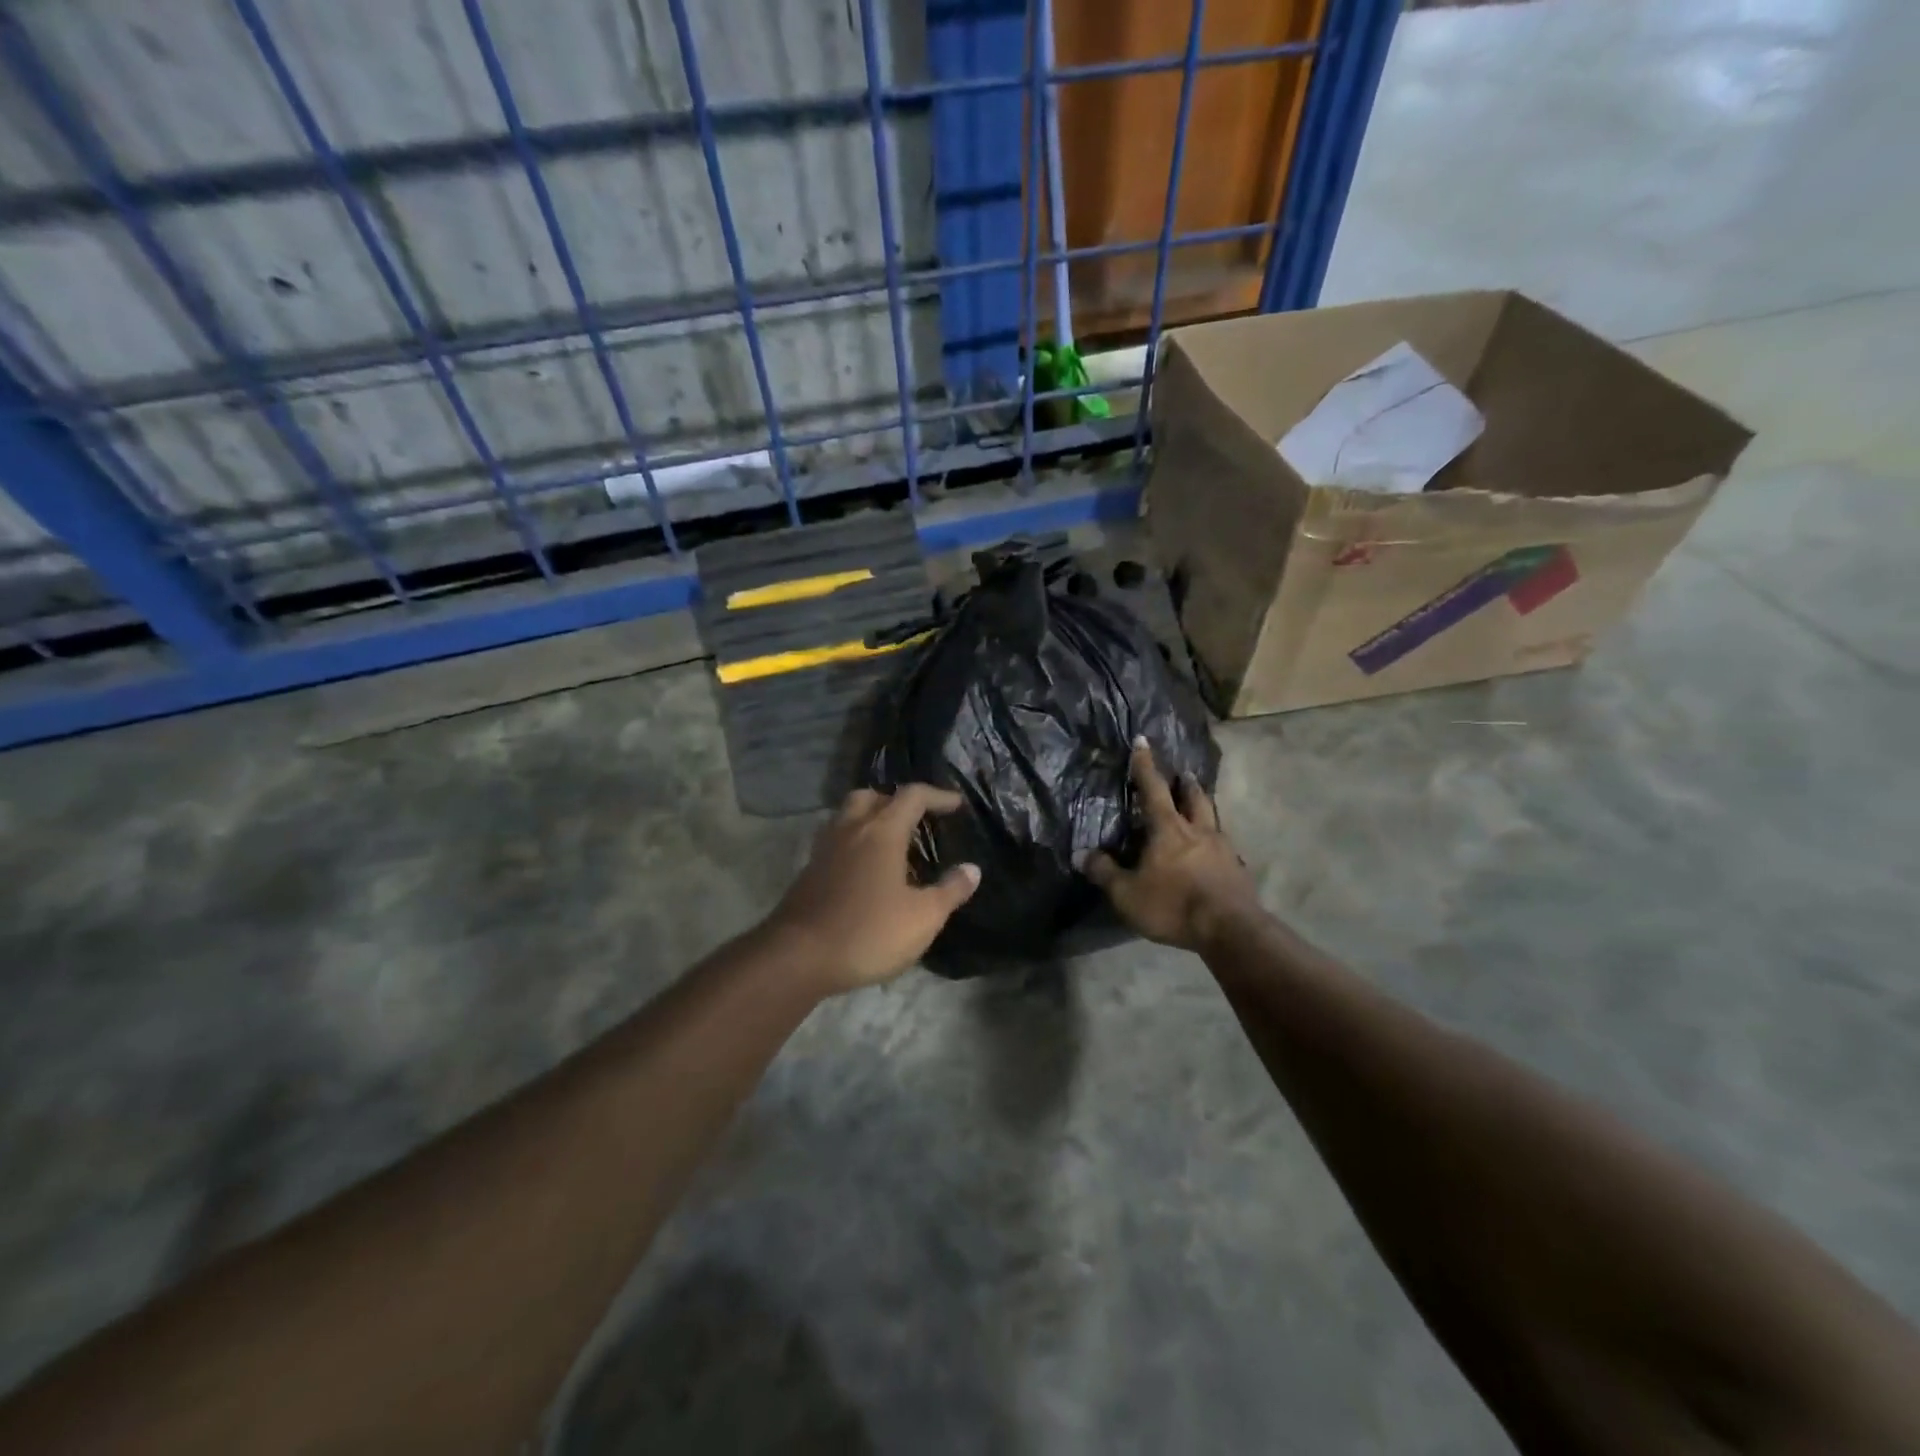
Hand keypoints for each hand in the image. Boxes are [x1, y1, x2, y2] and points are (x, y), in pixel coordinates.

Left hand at [765, 785, 980, 993]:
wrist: (797, 957)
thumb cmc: (868, 932)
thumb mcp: (923, 918)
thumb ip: (950, 890)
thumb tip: (972, 869)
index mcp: (882, 831)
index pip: (912, 796)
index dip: (937, 796)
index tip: (956, 805)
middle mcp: (850, 830)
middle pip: (872, 796)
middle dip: (897, 801)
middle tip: (916, 820)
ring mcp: (825, 849)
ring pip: (848, 816)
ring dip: (871, 818)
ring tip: (891, 844)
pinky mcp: (809, 872)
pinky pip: (836, 841)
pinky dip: (854, 843)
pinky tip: (866, 871)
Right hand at [1086, 739, 1261, 951]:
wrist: (1230, 930)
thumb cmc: (1173, 905)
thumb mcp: (1127, 894)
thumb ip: (1105, 873)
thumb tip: (1083, 855)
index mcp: (1168, 829)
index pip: (1153, 789)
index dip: (1145, 765)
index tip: (1143, 741)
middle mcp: (1198, 830)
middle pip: (1194, 798)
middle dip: (1185, 784)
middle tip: (1183, 774)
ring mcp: (1223, 849)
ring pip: (1213, 819)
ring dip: (1204, 808)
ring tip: (1199, 807)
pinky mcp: (1238, 871)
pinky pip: (1225, 848)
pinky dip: (1216, 843)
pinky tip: (1214, 853)